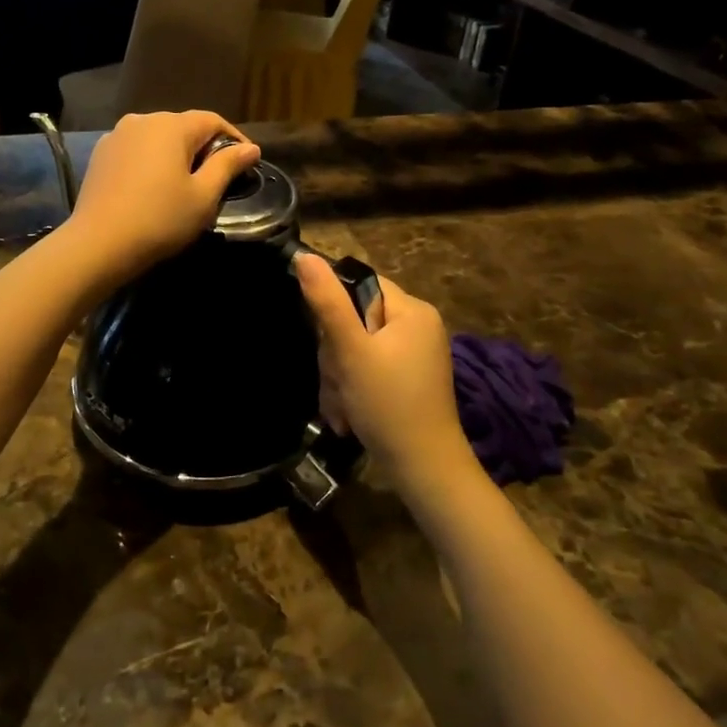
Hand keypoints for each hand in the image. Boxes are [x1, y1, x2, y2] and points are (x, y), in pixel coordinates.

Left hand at [63, 112, 260, 286]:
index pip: (212, 121)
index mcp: (171, 126)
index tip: (247, 161)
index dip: (234, 138)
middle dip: (204, 146)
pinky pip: (136, 149)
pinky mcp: (101, 154)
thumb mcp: (203, 196)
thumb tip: (251, 148)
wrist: (98, 244)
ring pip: (158, 137)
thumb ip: (228, 165)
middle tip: (218, 176)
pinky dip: (151, 160)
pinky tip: (154, 185)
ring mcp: (117, 135)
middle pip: (183, 126)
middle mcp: (143, 120)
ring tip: (185, 181)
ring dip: (176, 153)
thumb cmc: (160, 219)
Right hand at [294, 256, 475, 502]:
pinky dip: (353, 390)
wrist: (424, 471)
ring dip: (339, 378)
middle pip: (354, 319)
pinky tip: (349, 416)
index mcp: (412, 310)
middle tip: (340, 382)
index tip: (328, 341)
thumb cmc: (388, 404)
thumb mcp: (351, 351)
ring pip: (355, 349)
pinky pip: (367, 369)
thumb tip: (303, 255)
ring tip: (343, 407)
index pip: (360, 284)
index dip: (334, 308)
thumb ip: (327, 302)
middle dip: (336, 355)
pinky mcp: (406, 380)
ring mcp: (413, 355)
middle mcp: (417, 326)